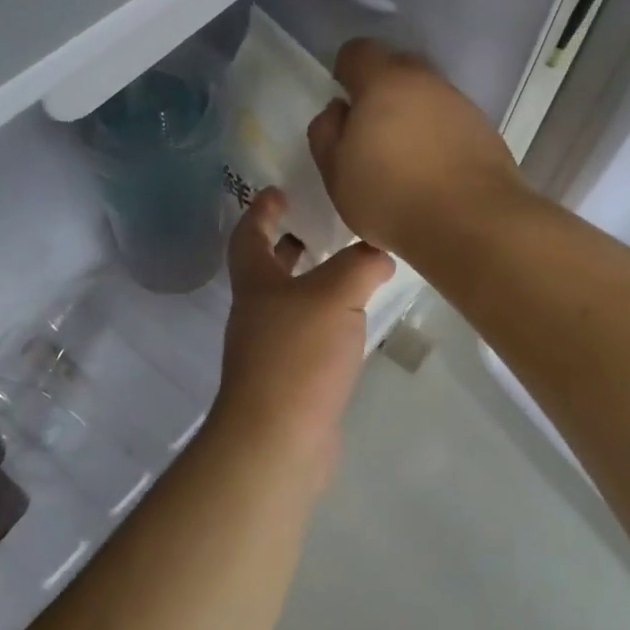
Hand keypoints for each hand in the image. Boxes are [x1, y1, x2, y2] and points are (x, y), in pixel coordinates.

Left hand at [214, 188, 394, 473]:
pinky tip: (354, 321)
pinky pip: (307, 336)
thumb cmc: (298, 355)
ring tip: (348, 269)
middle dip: (286, 244)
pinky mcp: (289, 380)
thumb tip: (380, 252)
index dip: (260, 210)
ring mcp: (270, 350)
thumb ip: (361, 265)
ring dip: (310, 283)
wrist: (279, 438)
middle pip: (266, 269)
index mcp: (256, 283)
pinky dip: (326, 319)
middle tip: (315, 225)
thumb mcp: (335, 294)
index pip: (249, 235)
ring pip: (290, 303)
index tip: (277, 190)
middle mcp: (257, 313)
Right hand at [306, 39, 527, 262]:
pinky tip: (434, 172)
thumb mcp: (336, 173)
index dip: (345, 72)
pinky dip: (439, 137)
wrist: (472, 223)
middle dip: (381, 91)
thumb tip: (338, 110)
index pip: (358, 52)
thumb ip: (326, 133)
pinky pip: (452, 122)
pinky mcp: (486, 131)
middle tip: (371, 133)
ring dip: (414, 116)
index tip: (344, 106)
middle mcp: (427, 81)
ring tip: (405, 159)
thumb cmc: (391, 196)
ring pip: (428, 96)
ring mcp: (461, 104)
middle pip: (398, 68)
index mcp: (384, 82)